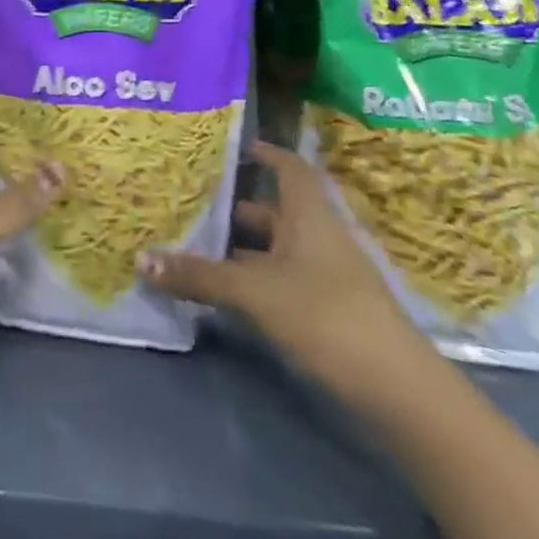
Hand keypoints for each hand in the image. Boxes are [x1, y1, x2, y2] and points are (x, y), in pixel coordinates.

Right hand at [139, 141, 421, 389]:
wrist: (398, 392)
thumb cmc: (326, 316)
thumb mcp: (254, 293)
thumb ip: (199, 276)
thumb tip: (140, 260)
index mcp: (309, 215)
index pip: (288, 167)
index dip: (263, 153)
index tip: (229, 147)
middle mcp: (318, 236)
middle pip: (273, 210)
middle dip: (234, 207)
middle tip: (189, 201)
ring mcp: (326, 276)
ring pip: (274, 249)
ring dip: (238, 248)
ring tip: (192, 244)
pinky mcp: (327, 312)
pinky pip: (280, 280)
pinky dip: (251, 280)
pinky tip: (221, 291)